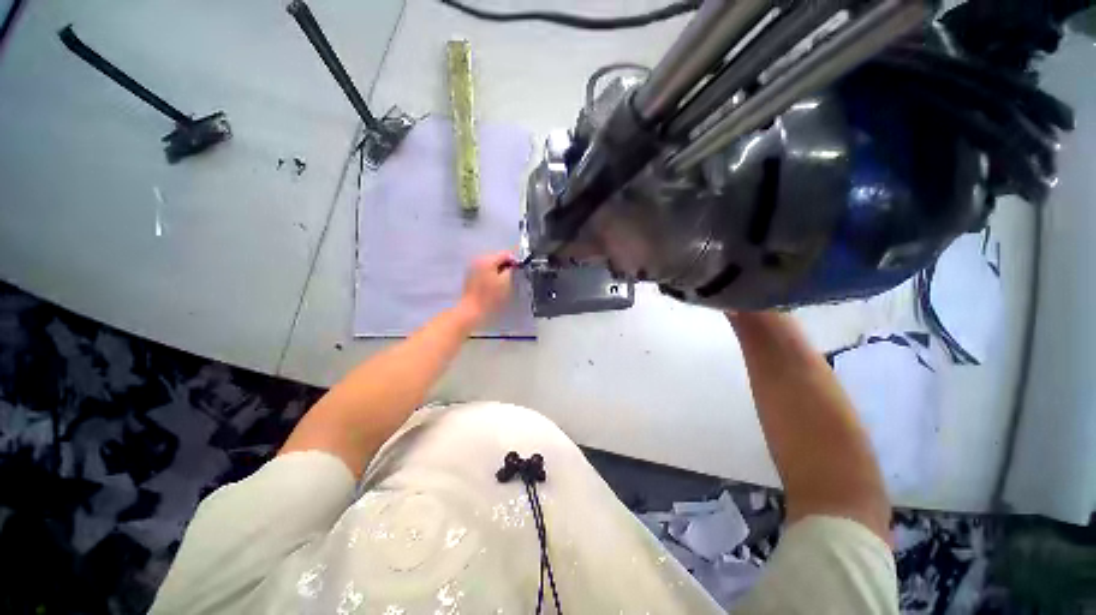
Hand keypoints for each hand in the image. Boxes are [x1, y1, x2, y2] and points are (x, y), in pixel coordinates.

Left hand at [456, 251, 514, 326]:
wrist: (472, 310)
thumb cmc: (491, 297)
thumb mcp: (506, 282)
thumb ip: (511, 269)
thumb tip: (514, 265)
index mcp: (488, 259)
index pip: (506, 254)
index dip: (515, 262)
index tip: (518, 273)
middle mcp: (478, 259)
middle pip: (497, 258)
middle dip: (506, 266)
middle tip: (511, 279)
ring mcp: (473, 267)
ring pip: (491, 264)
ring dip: (499, 271)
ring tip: (502, 284)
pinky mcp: (470, 276)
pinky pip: (485, 270)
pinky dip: (491, 275)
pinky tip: (493, 286)